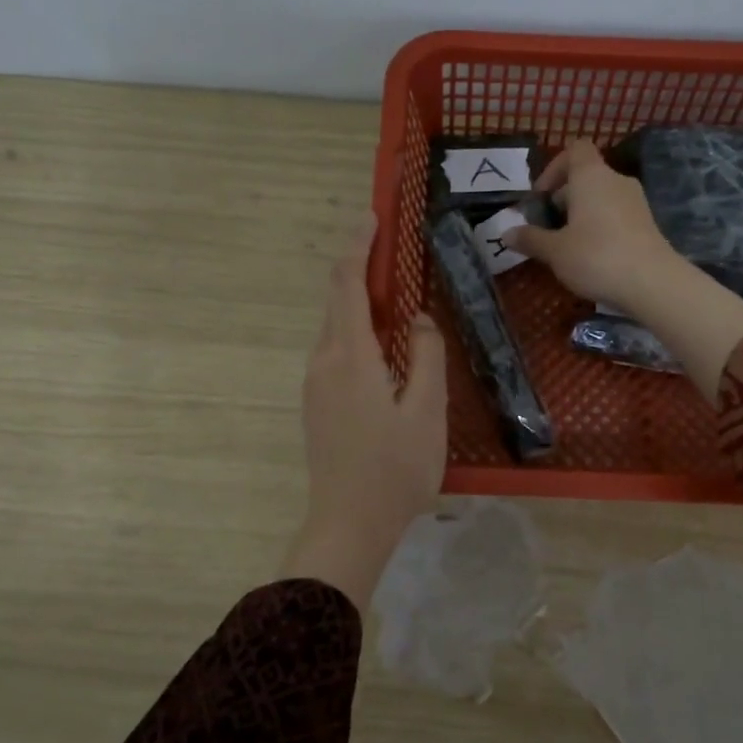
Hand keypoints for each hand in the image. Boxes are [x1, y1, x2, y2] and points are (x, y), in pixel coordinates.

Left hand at [283, 214, 447, 609]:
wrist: (348, 525)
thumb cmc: (395, 470)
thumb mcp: (426, 411)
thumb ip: (426, 356)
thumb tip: (416, 319)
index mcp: (350, 356)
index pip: (347, 284)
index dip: (358, 246)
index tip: (371, 216)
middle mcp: (324, 361)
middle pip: (337, 301)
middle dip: (360, 269)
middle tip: (391, 250)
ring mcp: (315, 384)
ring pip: (336, 328)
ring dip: (361, 304)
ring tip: (396, 298)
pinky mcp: (317, 403)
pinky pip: (336, 351)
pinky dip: (357, 332)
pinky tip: (383, 347)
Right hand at [500, 140, 685, 309]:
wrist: (653, 283)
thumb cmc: (596, 257)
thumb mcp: (555, 251)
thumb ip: (530, 239)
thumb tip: (506, 233)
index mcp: (591, 176)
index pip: (575, 149)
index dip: (554, 168)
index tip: (541, 197)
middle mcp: (615, 180)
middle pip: (586, 175)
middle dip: (564, 197)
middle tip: (548, 227)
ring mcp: (636, 201)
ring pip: (601, 197)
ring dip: (581, 214)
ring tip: (567, 245)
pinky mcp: (647, 223)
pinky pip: (616, 215)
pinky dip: (600, 227)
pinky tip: (592, 256)